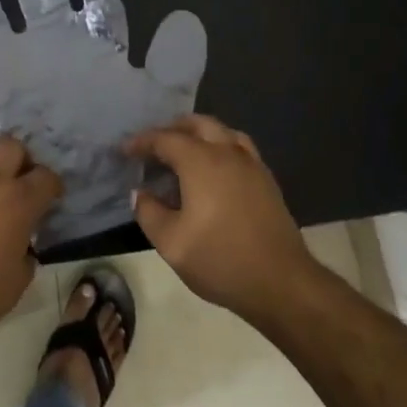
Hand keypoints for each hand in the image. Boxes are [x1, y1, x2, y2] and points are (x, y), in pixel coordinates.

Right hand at [127, 115, 318, 322]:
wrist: (281, 282)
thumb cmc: (221, 260)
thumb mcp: (172, 243)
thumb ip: (149, 213)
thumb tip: (141, 193)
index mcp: (201, 161)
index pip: (165, 138)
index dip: (141, 141)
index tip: (124, 150)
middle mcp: (227, 152)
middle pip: (197, 124)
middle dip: (171, 129)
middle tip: (153, 147)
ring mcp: (251, 164)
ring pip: (222, 132)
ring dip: (198, 134)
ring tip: (183, 153)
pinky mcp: (266, 180)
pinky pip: (239, 147)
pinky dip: (220, 147)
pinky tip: (213, 171)